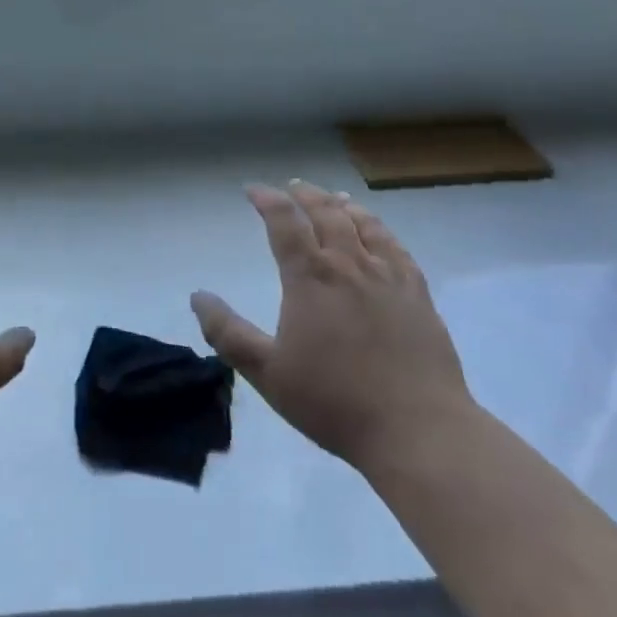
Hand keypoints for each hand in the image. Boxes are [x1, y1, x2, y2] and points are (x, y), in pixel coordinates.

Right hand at [192, 181, 472, 474]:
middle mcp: (348, 264)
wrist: (417, 429)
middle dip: (304, 195)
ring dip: (342, 205)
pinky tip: (378, 232)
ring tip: (333, 197)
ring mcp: (388, 276)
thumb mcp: (267, 373)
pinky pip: (396, 247)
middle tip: (292, 187)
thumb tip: (198, 296)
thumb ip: (228, 333)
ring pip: (363, 224)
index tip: (253, 190)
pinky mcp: (418, 294)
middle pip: (325, 213)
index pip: (284, 222)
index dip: (267, 200)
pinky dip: (380, 229)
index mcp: (310, 278)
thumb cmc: (334, 401)